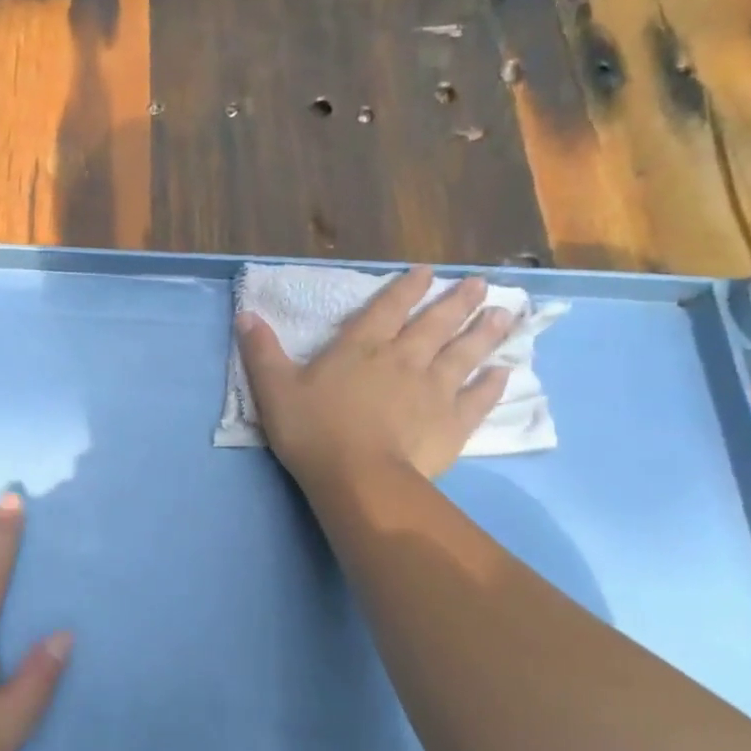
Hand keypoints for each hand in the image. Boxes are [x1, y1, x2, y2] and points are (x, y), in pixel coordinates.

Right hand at [236, 268, 513, 487]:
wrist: (358, 478)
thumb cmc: (313, 431)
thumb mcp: (274, 389)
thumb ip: (261, 352)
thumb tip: (246, 314)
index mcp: (361, 348)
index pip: (388, 308)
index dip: (407, 287)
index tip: (428, 271)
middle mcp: (403, 359)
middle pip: (436, 323)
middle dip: (457, 301)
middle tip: (481, 284)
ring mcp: (434, 389)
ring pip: (465, 353)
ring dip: (485, 332)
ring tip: (505, 314)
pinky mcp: (452, 422)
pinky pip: (478, 397)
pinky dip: (492, 383)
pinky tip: (504, 372)